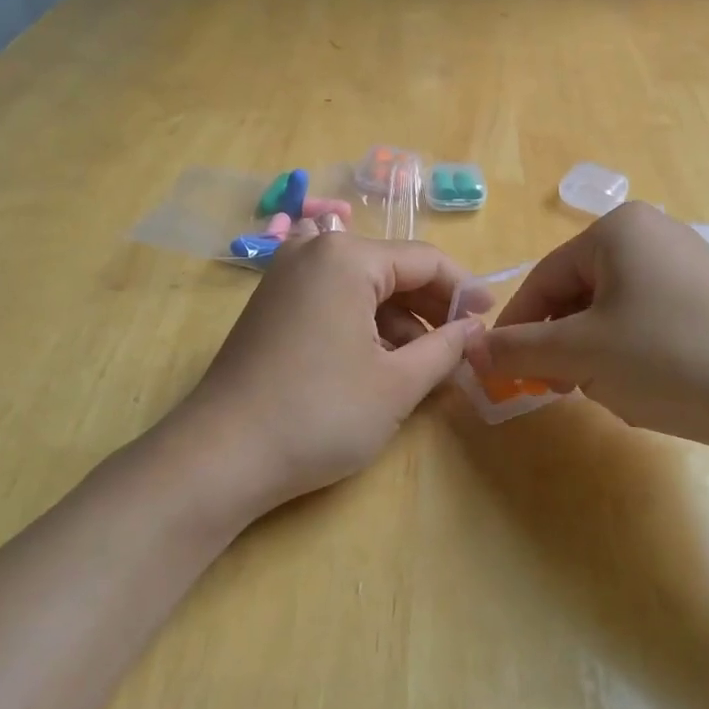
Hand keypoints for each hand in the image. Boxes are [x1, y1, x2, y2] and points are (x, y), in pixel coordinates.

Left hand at [171, 230, 475, 513]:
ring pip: (363, 286)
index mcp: (347, 256)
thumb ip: (446, 349)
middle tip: (462, 347)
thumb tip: (474, 329)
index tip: (490, 320)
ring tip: (425, 365)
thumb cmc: (319, 415)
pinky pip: (334, 299)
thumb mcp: (397, 385)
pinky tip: (381, 362)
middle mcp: (314, 250)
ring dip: (399, 320)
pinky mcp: (272, 303)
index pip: (425, 260)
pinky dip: (364, 324)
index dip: (464, 290)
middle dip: (430, 308)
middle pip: (392, 269)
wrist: (219, 458)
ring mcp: (286, 275)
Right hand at [467, 203, 708, 448]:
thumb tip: (471, 348)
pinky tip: (649, 388)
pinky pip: (650, 321)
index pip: (544, 278)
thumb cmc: (669, 357)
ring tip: (611, 391)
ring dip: (597, 353)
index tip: (502, 372)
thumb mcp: (582, 354)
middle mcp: (653, 233)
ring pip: (613, 311)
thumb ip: (519, 349)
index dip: (517, 328)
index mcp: (617, 229)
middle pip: (578, 292)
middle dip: (563, 344)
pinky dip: (634, 354)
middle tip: (559, 389)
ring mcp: (688, 264)